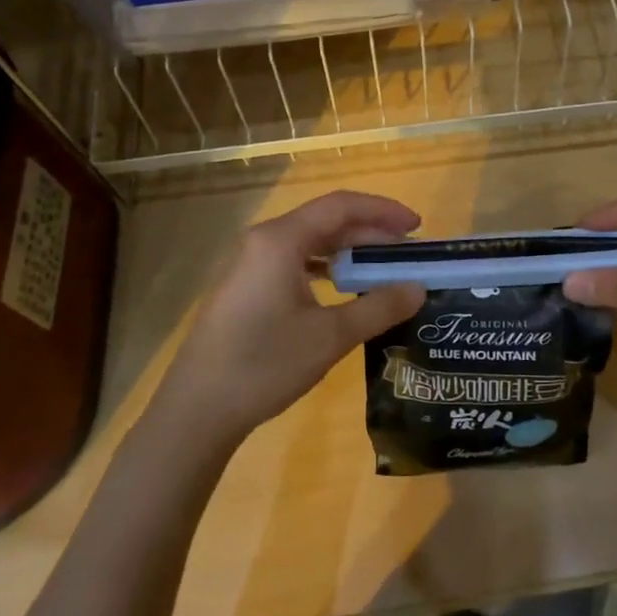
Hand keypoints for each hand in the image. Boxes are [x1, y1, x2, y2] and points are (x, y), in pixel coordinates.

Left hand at [154, 191, 425, 442]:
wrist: (198, 410)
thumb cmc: (265, 364)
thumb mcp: (331, 336)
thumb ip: (379, 307)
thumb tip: (418, 289)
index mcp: (281, 240)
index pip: (341, 206)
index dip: (383, 210)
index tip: (417, 226)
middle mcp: (264, 242)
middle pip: (326, 221)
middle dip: (370, 232)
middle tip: (408, 253)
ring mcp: (251, 265)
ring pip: (310, 243)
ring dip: (349, 251)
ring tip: (383, 269)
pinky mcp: (247, 289)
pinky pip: (295, 263)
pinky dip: (326, 268)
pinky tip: (344, 288)